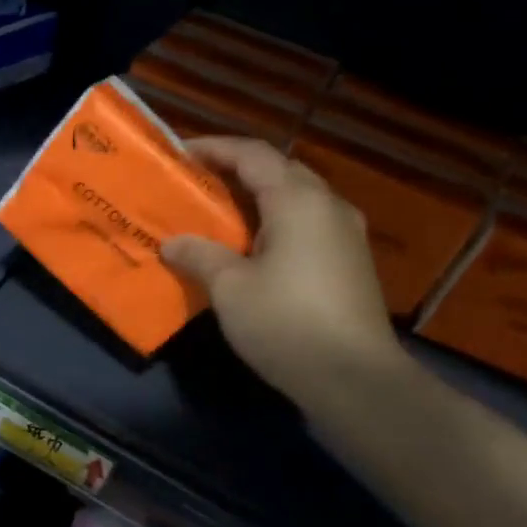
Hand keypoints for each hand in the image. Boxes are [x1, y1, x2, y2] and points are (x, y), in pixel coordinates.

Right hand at [163, 136, 403, 408]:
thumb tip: (173, 243)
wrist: (353, 378)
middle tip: (198, 184)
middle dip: (237, 170)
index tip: (180, 155)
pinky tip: (253, 248)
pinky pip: (307, 224)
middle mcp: (328, 206)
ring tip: (220, 214)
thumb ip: (199, 255)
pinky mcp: (350, 262)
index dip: (215, 148)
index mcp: (298, 200)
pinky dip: (275, 222)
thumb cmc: (285, 323)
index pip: (253, 154)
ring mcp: (346, 235)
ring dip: (258, 198)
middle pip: (279, 170)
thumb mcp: (229, 288)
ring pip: (296, 198)